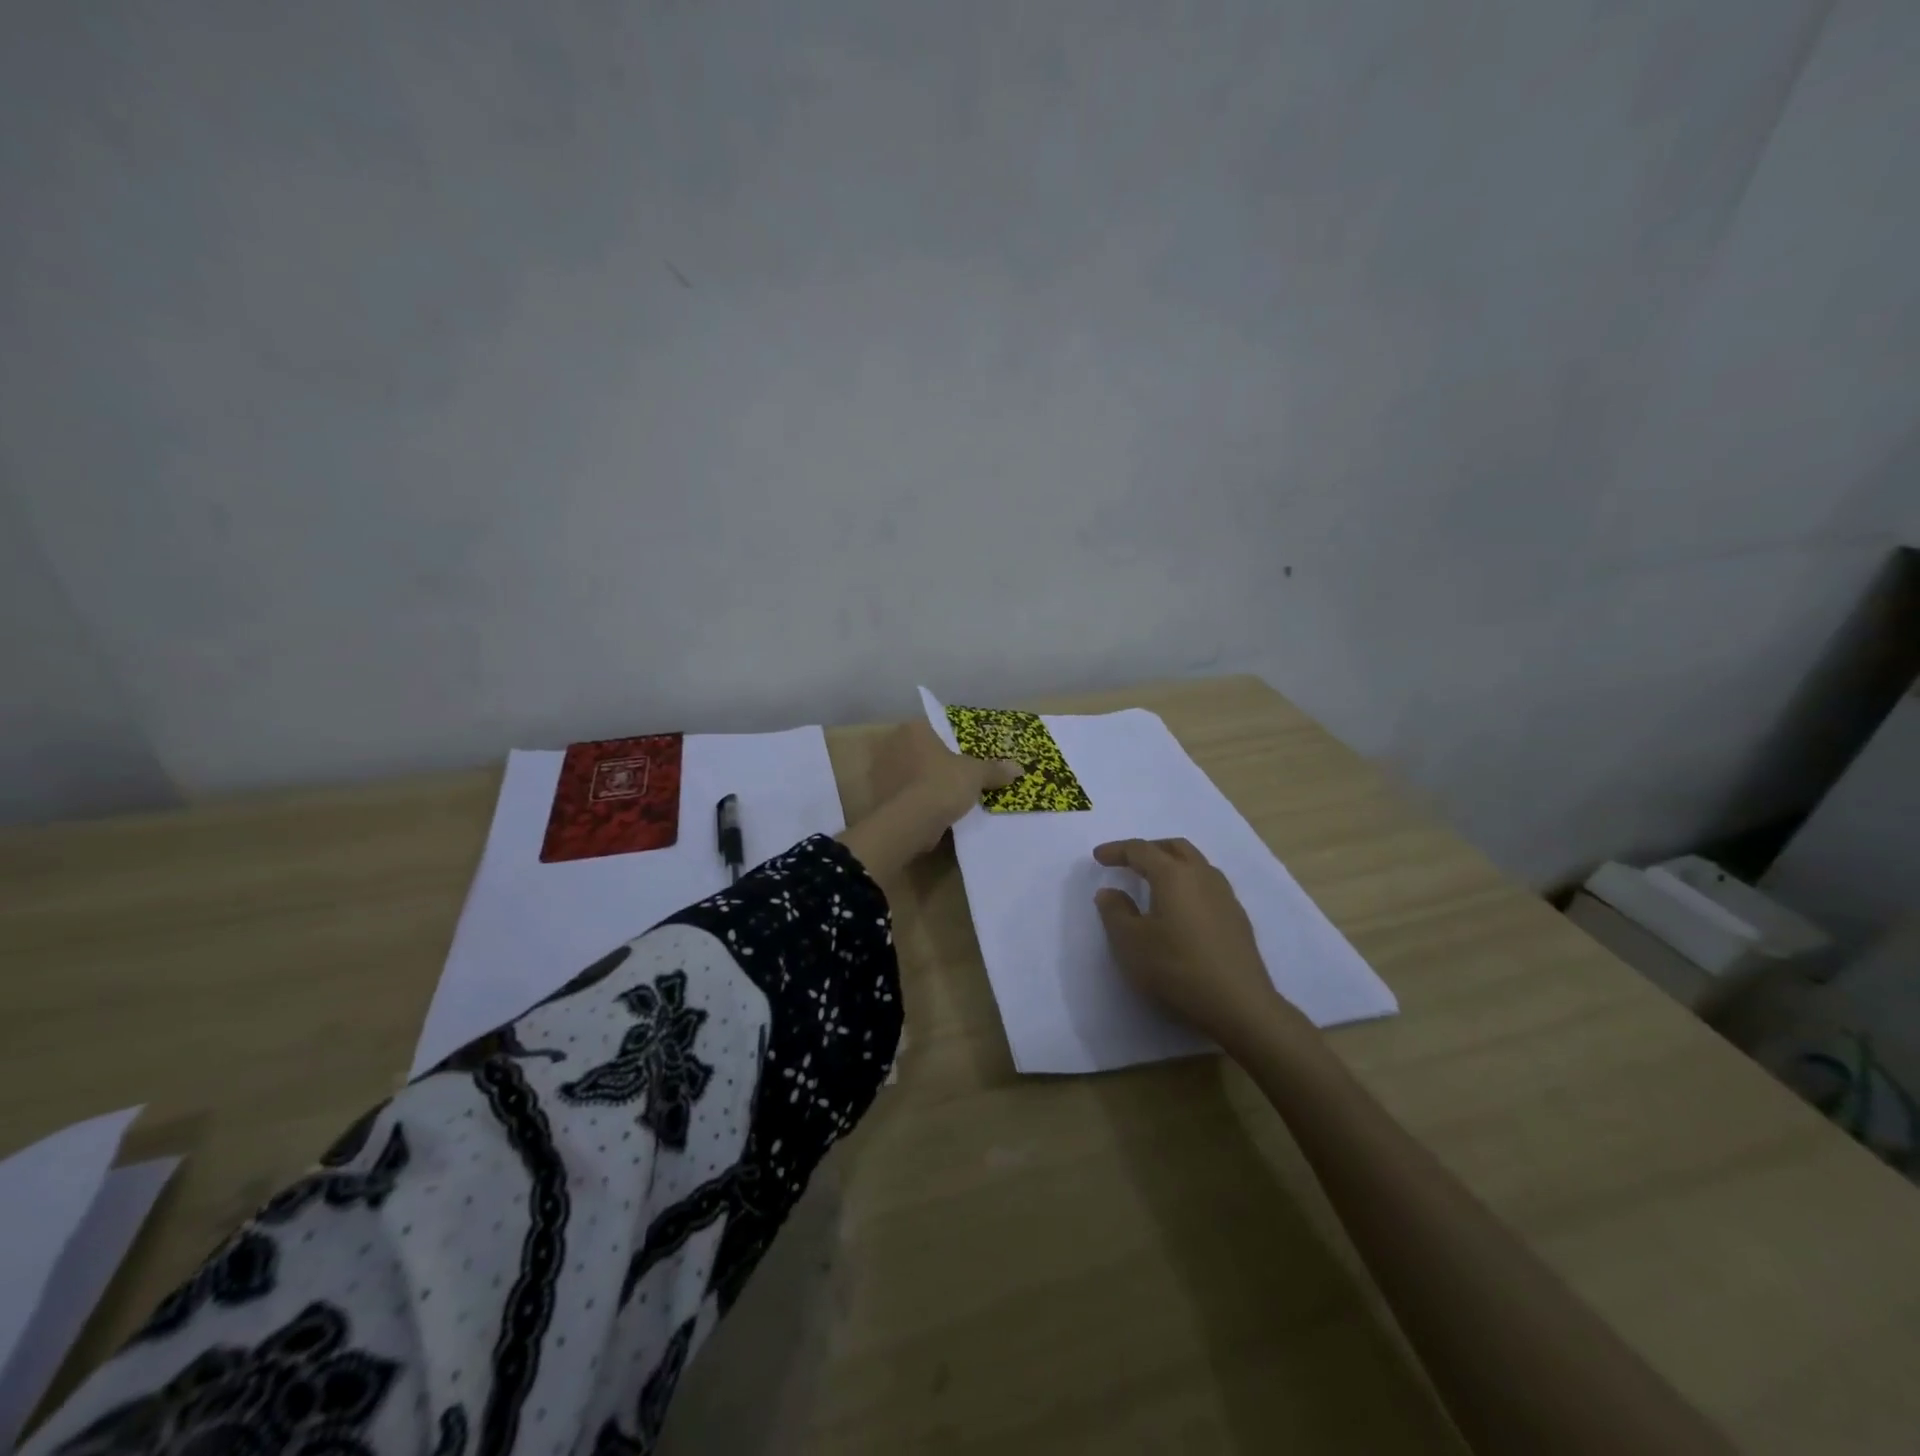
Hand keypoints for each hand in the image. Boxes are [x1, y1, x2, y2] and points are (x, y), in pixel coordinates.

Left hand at [841, 721, 1023, 877]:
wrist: (911, 821)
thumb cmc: (943, 783)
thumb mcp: (976, 774)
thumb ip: (994, 769)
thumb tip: (1018, 768)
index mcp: (913, 729)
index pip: (933, 728)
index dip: (949, 743)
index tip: (962, 758)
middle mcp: (892, 744)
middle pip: (919, 751)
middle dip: (934, 763)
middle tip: (955, 777)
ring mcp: (881, 772)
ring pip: (909, 774)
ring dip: (922, 783)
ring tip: (945, 798)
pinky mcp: (879, 797)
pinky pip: (902, 795)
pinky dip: (914, 802)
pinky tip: (931, 813)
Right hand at [1092, 838, 1294, 1047]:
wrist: (1239, 1005)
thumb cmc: (1176, 968)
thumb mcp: (1130, 943)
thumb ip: (1115, 912)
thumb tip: (1110, 892)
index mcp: (1173, 875)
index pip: (1141, 850)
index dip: (1117, 850)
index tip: (1098, 857)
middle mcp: (1202, 875)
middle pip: (1174, 847)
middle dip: (1149, 849)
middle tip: (1128, 862)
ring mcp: (1225, 896)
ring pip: (1196, 864)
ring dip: (1172, 864)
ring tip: (1154, 883)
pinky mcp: (1237, 918)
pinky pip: (1208, 885)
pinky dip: (1188, 884)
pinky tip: (1181, 909)